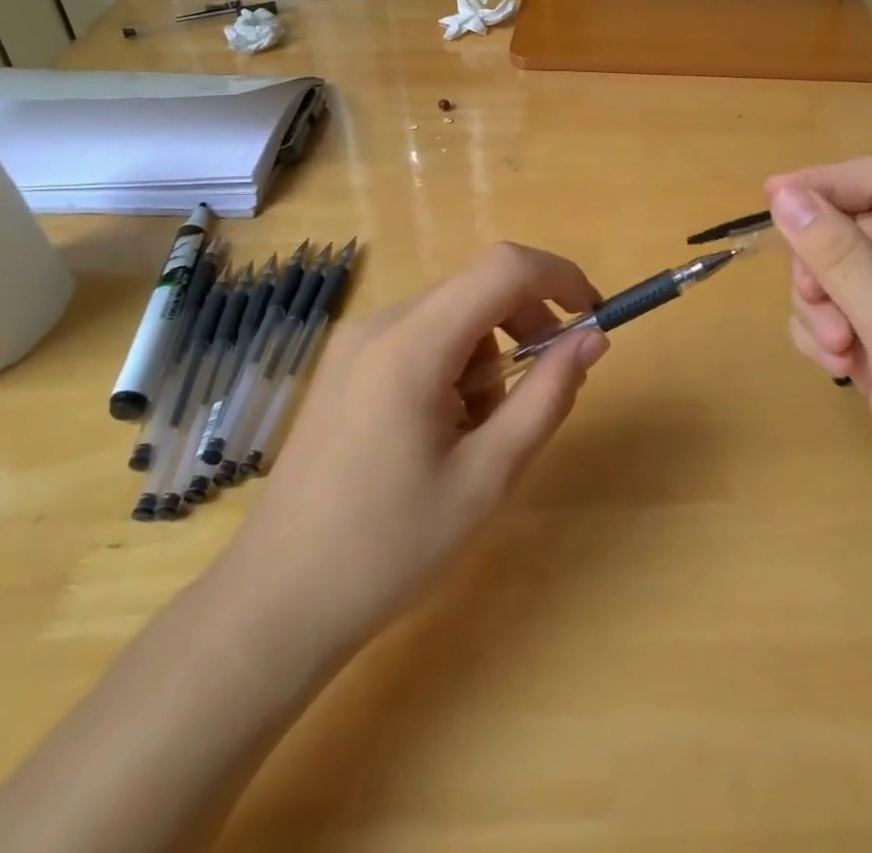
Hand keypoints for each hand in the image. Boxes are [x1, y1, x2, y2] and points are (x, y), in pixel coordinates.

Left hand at [220, 243, 609, 655]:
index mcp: (412, 344)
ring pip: (453, 315)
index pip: (504, 268)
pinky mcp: (347, 365)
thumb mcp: (488, 476)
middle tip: (546, 387)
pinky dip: (455, 365)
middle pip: (478, 288)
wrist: (277, 603)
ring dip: (490, 355)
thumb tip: (593, 339)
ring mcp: (357, 342)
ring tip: (479, 432)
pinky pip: (423, 338)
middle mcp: (380, 324)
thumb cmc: (389, 547)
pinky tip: (441, 431)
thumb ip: (547, 396)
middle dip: (527, 324)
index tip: (594, 317)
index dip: (561, 277)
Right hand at [767, 158, 871, 565]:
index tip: (770, 200)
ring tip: (838, 353)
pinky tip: (839, 372)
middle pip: (848, 230)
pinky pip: (834, 317)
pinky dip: (822, 337)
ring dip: (818, 308)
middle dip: (821, 266)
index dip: (826, 183)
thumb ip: (839, 255)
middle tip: (818, 304)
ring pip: (832, 276)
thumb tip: (782, 194)